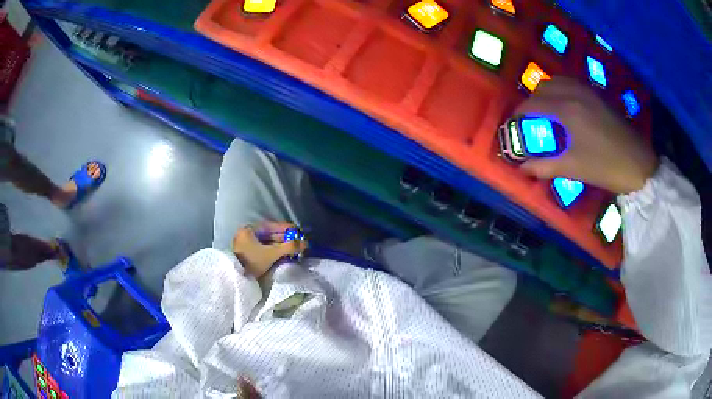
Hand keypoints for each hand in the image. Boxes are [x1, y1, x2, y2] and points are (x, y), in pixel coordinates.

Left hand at [232, 222, 307, 277]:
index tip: (299, 232)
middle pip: (269, 234)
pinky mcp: (247, 254)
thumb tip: (306, 243)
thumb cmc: (252, 261)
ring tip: (293, 250)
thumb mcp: (272, 253)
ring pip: (267, 242)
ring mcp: (246, 244)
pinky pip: (263, 249)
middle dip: (285, 239)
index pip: (272, 226)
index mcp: (250, 229)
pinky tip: (282, 255)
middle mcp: (247, 234)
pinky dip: (273, 251)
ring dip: (280, 246)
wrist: (236, 278)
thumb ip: (289, 247)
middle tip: (298, 243)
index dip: (287, 229)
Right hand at [513, 77, 658, 193]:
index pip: (532, 104)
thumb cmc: (605, 167)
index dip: (518, 115)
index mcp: (566, 110)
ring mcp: (588, 91)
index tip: (513, 127)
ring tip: (548, 113)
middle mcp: (574, 93)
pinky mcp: (597, 94)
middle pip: (543, 87)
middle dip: (532, 102)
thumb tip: (522, 168)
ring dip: (547, 93)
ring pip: (557, 81)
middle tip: (532, 122)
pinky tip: (566, 108)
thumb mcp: (574, 168)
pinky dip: (561, 91)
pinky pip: (572, 84)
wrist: (638, 164)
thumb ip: (545, 166)